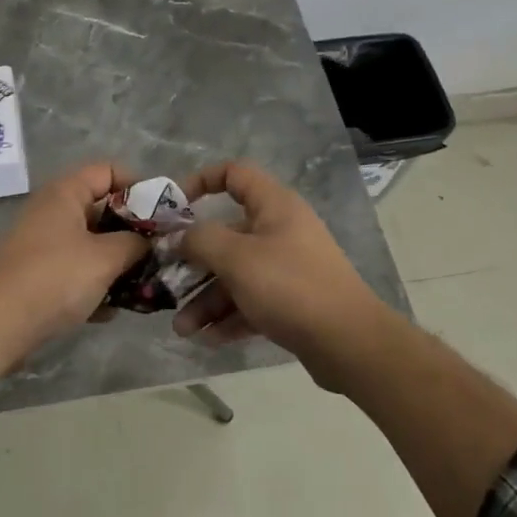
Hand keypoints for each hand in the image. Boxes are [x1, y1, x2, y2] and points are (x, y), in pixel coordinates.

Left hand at [0, 163, 150, 341]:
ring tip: (142, 287)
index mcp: (65, 193)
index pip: (108, 171)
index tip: (161, 215)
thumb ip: (136, 243)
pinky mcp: (39, 275)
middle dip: (133, 233)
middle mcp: (53, 212)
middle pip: (103, 210)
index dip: (138, 187)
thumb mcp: (106, 257)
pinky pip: (76, 271)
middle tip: (159, 254)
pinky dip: (94, 286)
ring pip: (92, 245)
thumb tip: (150, 241)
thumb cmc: (56, 278)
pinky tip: (110, 311)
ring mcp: (44, 244)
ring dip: (117, 265)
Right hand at [172, 160, 391, 388]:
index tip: (174, 206)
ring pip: (235, 275)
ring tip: (182, 329)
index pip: (235, 174)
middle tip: (166, 282)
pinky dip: (229, 317)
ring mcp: (287, 268)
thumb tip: (179, 237)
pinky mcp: (291, 302)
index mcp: (274, 206)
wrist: (349, 343)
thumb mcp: (237, 258)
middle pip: (227, 235)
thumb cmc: (289, 286)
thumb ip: (200, 241)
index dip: (201, 181)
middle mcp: (280, 231)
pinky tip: (206, 340)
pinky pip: (251, 302)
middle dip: (194, 262)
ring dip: (206, 300)